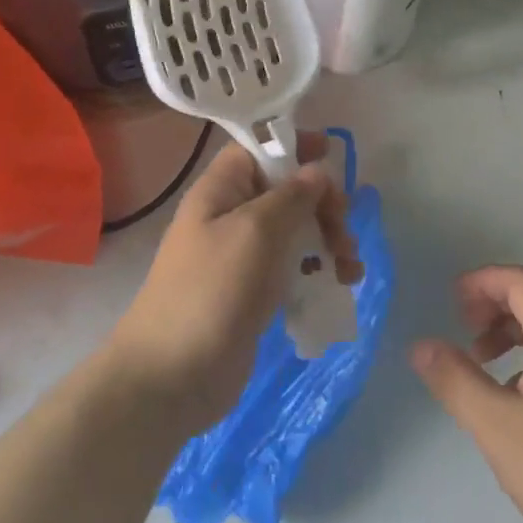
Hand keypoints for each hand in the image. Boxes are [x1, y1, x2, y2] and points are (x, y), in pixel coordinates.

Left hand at [108, 133, 360, 433]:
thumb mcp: (256, 230)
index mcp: (221, 192)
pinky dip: (321, 271)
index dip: (292, 144)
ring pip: (297, 232)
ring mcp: (245, 259)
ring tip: (349, 268)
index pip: (257, 149)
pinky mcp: (257, 294)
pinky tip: (341, 285)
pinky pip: (295, 268)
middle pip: (287, 192)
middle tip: (342, 229)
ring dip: (330, 242)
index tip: (331, 153)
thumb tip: (317, 171)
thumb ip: (292, 196)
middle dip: (323, 205)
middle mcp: (232, 218)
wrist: (173, 377)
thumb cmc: (212, 291)